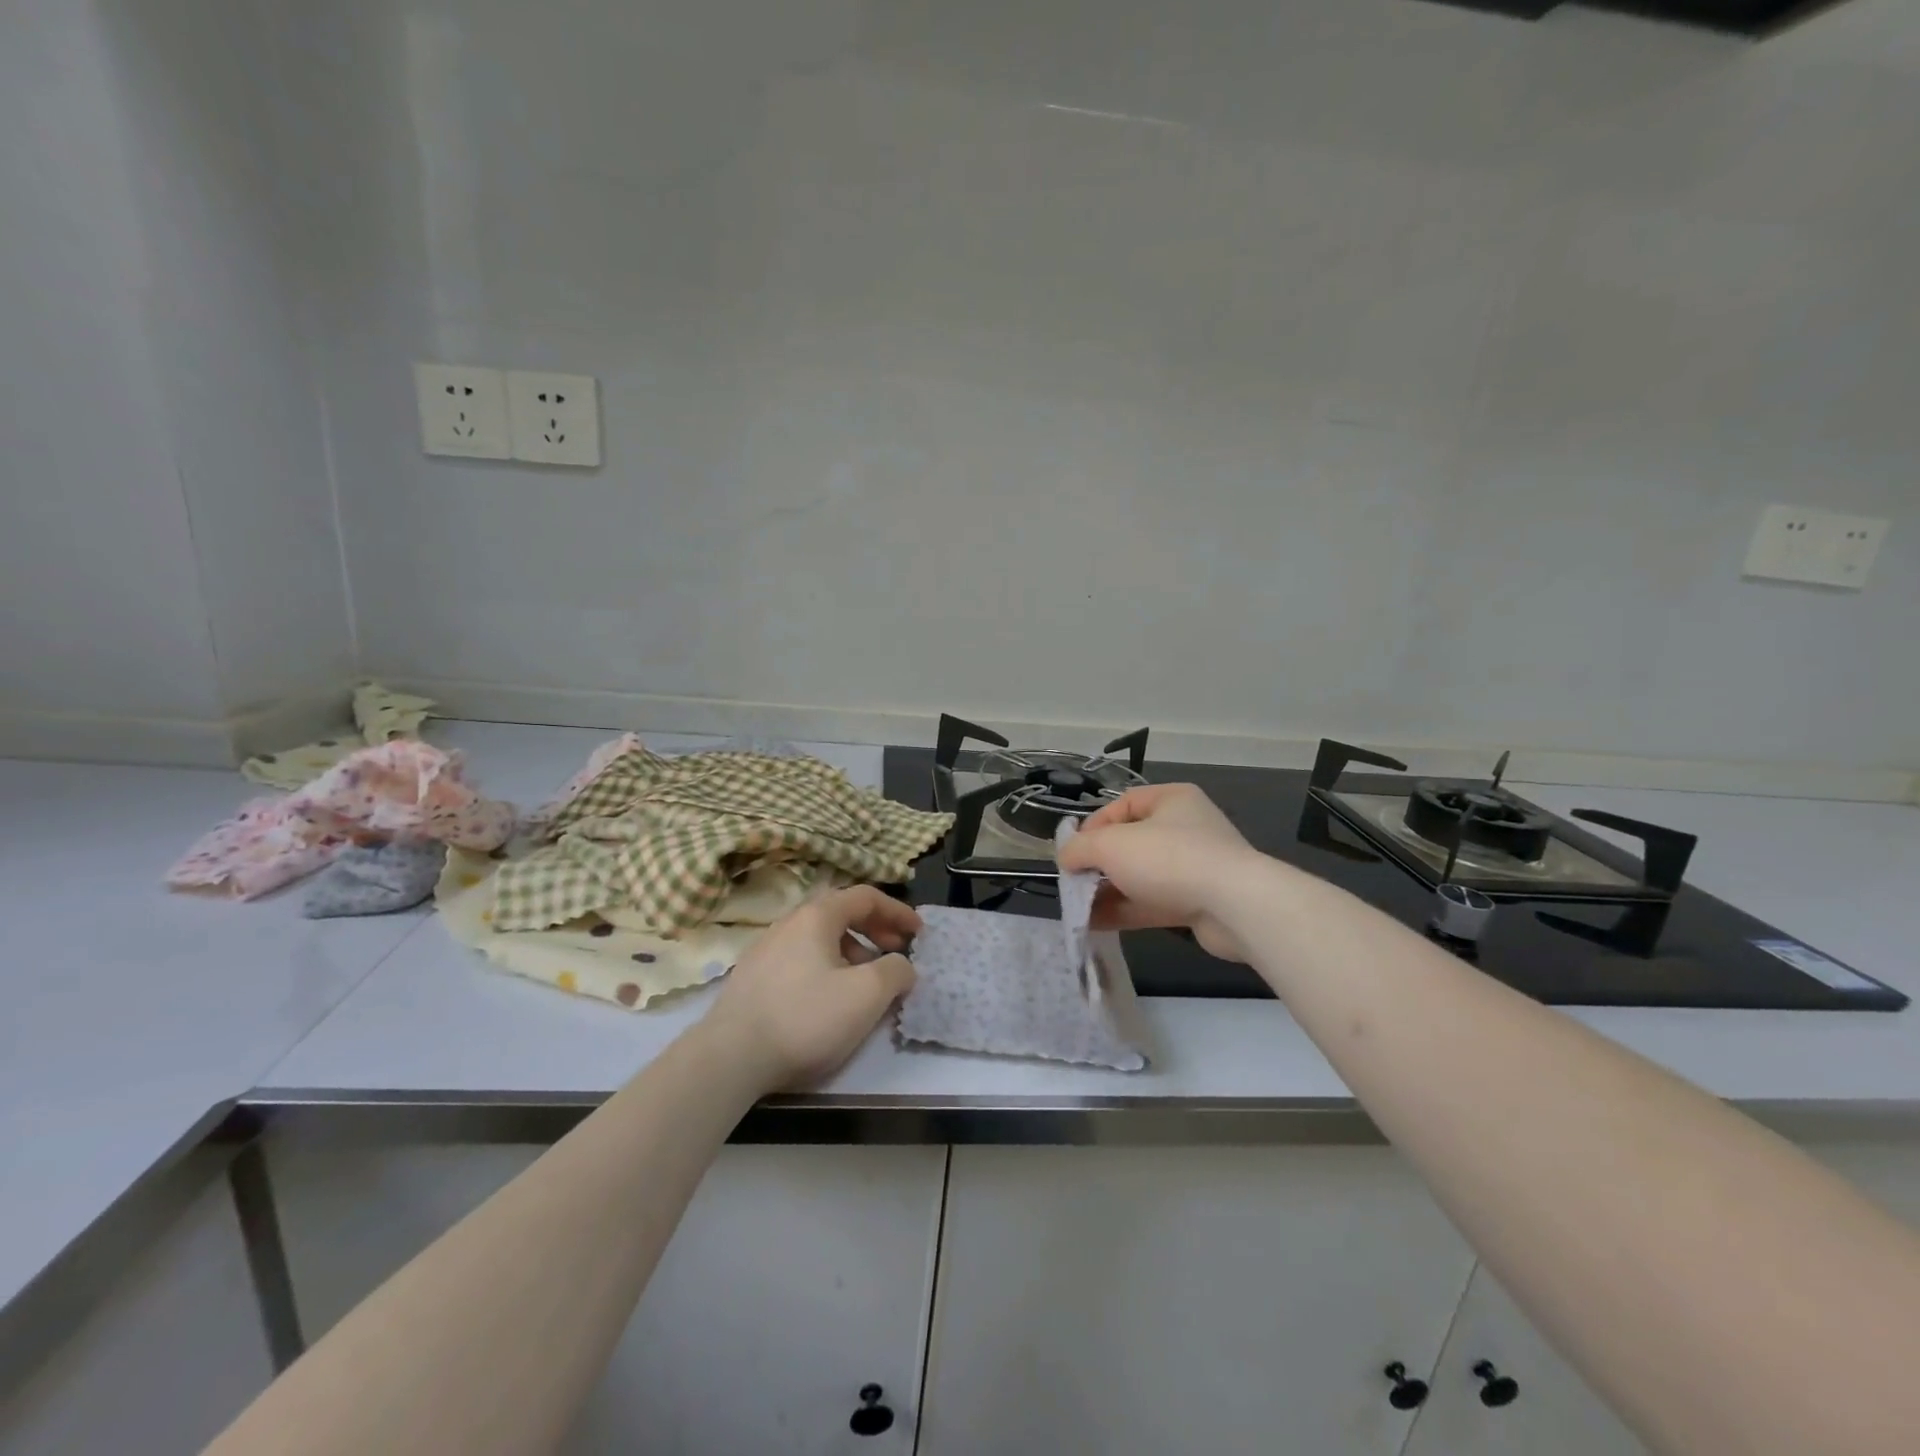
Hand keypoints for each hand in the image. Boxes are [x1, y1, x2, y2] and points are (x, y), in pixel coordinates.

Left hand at [703, 885, 919, 1090]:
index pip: (865, 896)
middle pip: (841, 914)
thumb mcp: (866, 994)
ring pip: (820, 939)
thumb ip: (895, 971)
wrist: (729, 1058)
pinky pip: (801, 960)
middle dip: (876, 931)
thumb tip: (902, 966)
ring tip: (866, 984)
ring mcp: (766, 950)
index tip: (919, 933)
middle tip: (897, 954)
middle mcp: (789, 923)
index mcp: (816, 917)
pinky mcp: (752, 978)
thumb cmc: (805, 1017)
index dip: (897, 911)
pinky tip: (829, 1001)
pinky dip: (827, 968)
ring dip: (853, 952)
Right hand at [1058, 784, 1262, 962]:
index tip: (1073, 851)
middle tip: (1074, 881)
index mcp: (1171, 800)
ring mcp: (1194, 867)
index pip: (1122, 804)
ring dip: (1108, 891)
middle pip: (1130, 842)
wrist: (1235, 906)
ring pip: (1140, 876)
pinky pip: (1153, 902)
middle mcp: (1185, 828)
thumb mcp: (1111, 845)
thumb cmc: (1168, 858)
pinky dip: (1125, 910)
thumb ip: (1080, 848)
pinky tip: (1096, 924)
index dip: (1093, 826)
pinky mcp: (1198, 902)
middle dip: (1098, 863)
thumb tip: (1066, 858)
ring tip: (1079, 908)